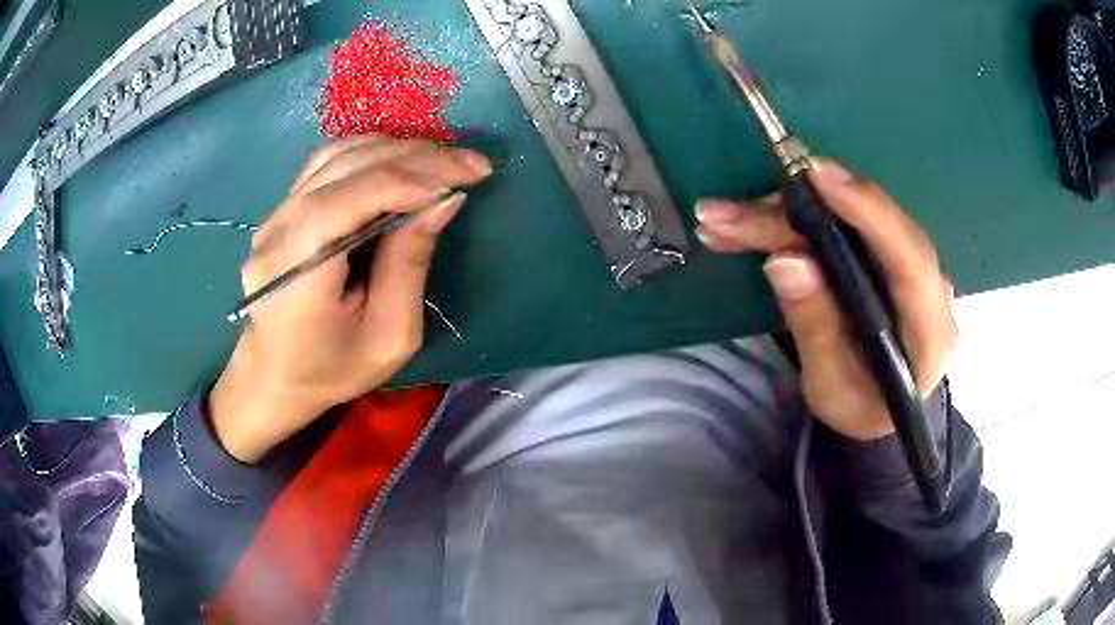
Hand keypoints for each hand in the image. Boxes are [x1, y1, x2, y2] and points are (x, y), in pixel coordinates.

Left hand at [210, 135, 491, 462]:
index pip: (348, 199)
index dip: (409, 179)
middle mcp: (277, 232)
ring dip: (398, 150)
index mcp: (297, 274)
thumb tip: (444, 199)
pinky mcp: (281, 210)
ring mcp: (273, 216)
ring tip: (445, 161)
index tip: (465, 179)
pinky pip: (328, 164)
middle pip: (347, 168)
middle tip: (472, 164)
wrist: (273, 376)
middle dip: (416, 158)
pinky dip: (372, 154)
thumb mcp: (388, 337)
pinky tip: (405, 162)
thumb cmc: (332, 370)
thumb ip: (410, 265)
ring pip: (338, 156)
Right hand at [695, 159, 956, 439]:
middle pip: (867, 228)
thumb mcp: (831, 388)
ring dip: (782, 215)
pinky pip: (839, 224)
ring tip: (723, 222)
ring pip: (847, 219)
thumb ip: (815, 328)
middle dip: (795, 214)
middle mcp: (927, 285)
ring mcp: (906, 264)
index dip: (867, 211)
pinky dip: (790, 221)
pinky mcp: (883, 254)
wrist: (880, 409)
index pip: (910, 259)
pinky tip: (747, 223)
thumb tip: (784, 260)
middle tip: (729, 213)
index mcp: (929, 331)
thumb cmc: (859, 408)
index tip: (817, 176)